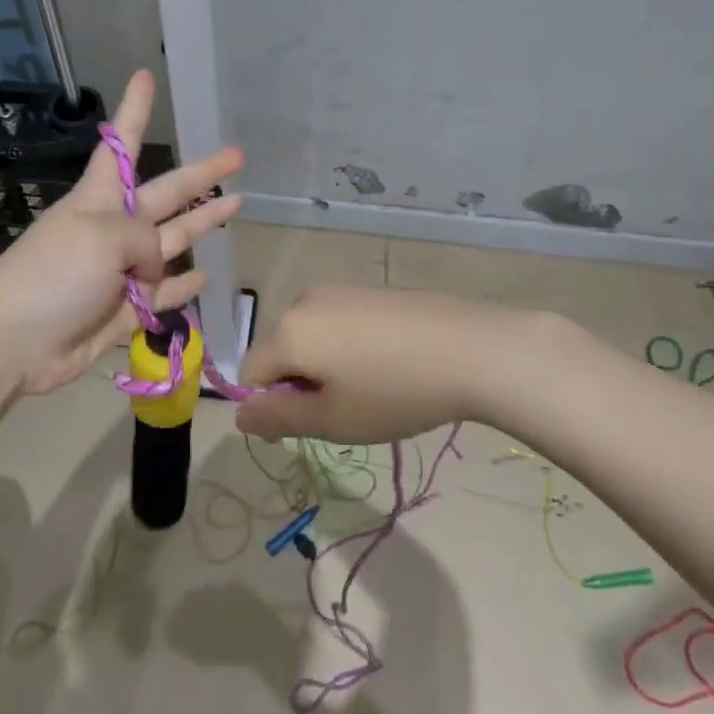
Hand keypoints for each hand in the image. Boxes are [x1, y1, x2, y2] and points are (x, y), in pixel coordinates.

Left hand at [0, 70, 242, 396]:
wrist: (12, 343)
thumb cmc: (52, 274)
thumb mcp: (101, 238)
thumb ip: (144, 240)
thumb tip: (158, 267)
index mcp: (100, 199)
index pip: (123, 143)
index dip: (135, 110)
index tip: (144, 75)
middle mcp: (114, 228)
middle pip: (166, 193)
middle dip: (201, 175)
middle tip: (236, 155)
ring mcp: (121, 271)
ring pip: (173, 242)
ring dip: (203, 224)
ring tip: (238, 205)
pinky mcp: (124, 311)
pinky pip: (163, 296)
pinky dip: (183, 289)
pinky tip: (204, 277)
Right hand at [236, 286, 556, 443]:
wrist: (472, 348)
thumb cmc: (394, 392)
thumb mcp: (332, 420)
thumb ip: (278, 418)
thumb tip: (240, 414)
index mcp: (288, 331)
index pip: (251, 372)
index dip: (271, 404)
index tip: (313, 424)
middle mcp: (306, 301)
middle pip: (281, 350)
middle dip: (299, 382)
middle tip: (346, 409)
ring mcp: (341, 290)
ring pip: (312, 336)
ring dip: (325, 365)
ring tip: (372, 387)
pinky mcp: (371, 289)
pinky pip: (340, 322)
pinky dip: (350, 346)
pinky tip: (390, 363)